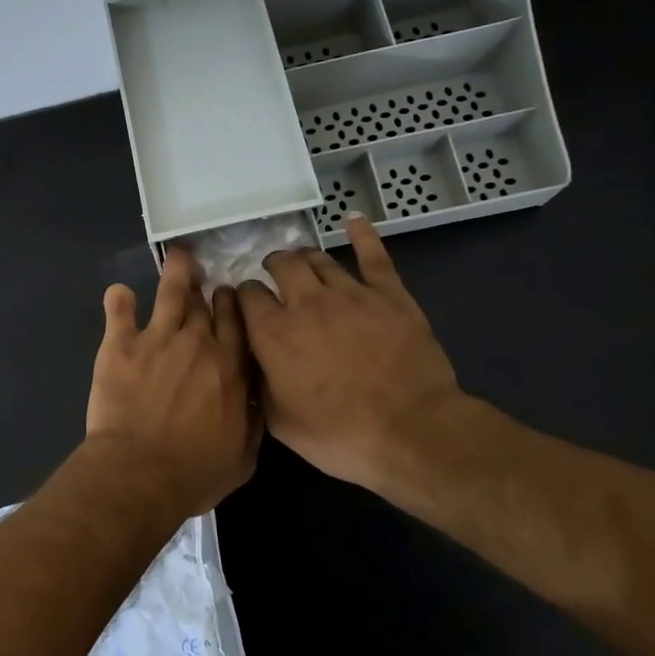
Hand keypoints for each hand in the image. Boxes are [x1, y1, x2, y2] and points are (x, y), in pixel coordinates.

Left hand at [86, 246, 259, 513]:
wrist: (140, 473)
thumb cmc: (194, 473)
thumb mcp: (243, 456)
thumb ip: (253, 420)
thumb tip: (259, 396)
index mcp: (231, 367)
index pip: (238, 322)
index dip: (235, 305)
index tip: (232, 297)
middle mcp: (198, 343)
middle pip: (206, 304)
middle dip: (207, 289)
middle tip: (205, 278)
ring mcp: (158, 338)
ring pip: (171, 292)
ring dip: (176, 271)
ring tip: (178, 255)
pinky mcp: (120, 344)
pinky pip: (120, 309)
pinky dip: (119, 299)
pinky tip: (119, 292)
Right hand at [237, 215, 494, 515]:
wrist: (412, 432)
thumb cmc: (340, 435)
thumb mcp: (280, 423)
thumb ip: (258, 384)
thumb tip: (249, 362)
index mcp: (273, 333)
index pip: (246, 295)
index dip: (242, 297)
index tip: (245, 305)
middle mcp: (306, 302)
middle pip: (281, 265)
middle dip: (272, 268)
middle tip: (275, 279)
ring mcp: (350, 293)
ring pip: (319, 259)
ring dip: (306, 259)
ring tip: (304, 265)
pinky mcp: (389, 294)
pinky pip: (373, 255)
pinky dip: (362, 235)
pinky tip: (354, 220)